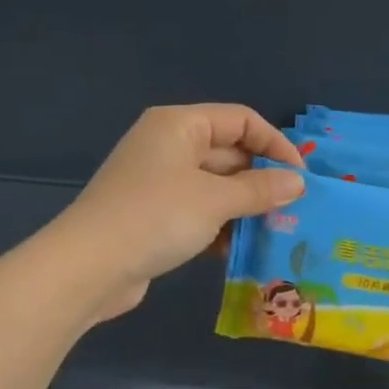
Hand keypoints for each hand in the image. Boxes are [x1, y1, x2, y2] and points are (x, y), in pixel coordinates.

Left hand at [48, 105, 305, 322]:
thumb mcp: (215, 200)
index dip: (275, 144)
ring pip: (216, 185)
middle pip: (229, 152)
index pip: (241, 120)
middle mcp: (168, 145)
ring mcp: (159, 181)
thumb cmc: (155, 218)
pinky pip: (198, 210)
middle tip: (294, 208)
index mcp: (179, 125)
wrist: (87, 268)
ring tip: (275, 230)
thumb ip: (260, 189)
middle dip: (261, 179)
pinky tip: (238, 248)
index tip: (301, 176)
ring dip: (244, 206)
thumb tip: (299, 182)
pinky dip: (220, 224)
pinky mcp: (153, 214)